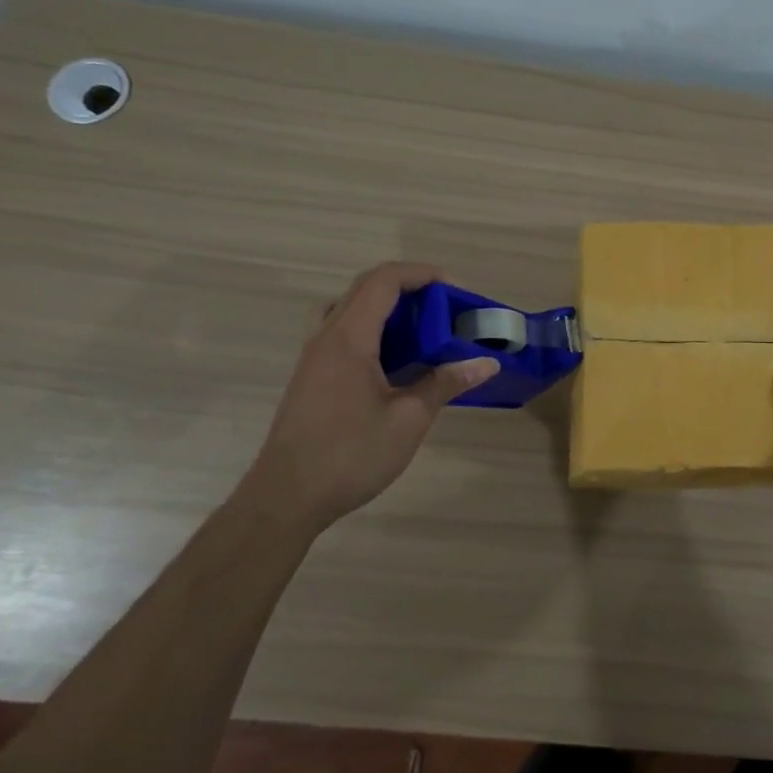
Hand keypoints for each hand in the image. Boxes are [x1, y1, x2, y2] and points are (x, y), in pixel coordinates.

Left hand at [235, 263, 497, 531]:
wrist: (286, 498)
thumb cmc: (350, 455)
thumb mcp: (409, 419)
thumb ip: (446, 383)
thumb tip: (486, 364)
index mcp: (349, 338)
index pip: (384, 281)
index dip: (421, 274)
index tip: (455, 289)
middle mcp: (326, 337)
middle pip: (365, 289)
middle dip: (408, 289)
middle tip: (443, 309)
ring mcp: (313, 358)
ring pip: (349, 310)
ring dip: (386, 309)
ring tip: (419, 332)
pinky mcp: (311, 378)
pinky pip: (341, 334)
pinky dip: (371, 331)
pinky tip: (393, 364)